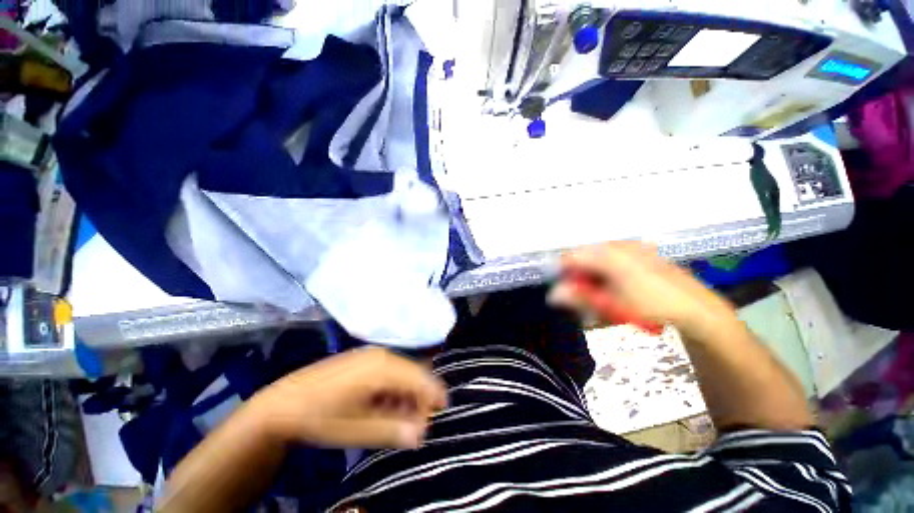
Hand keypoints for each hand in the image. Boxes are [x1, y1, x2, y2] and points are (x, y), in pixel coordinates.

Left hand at [245, 347, 447, 448]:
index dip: (433, 396)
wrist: (282, 402)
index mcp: (382, 368)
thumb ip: (391, 431)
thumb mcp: (355, 429)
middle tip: (416, 423)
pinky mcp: (365, 359)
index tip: (438, 415)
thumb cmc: (319, 416)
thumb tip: (421, 435)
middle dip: (420, 397)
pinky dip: (395, 388)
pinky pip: (391, 370)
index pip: (420, 377)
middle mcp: (382, 355)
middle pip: (415, 372)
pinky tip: (385, 405)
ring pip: (404, 372)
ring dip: (407, 394)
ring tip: (400, 417)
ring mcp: (372, 355)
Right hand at [556, 241, 737, 336]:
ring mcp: (631, 246)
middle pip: (584, 255)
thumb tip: (554, 295)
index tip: (565, 290)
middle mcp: (618, 245)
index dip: (564, 273)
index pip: (571, 257)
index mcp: (608, 255)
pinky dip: (607, 270)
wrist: (696, 308)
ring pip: (598, 256)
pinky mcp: (642, 251)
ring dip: (594, 274)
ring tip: (602, 294)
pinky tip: (616, 285)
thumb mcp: (612, 305)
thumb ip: (580, 297)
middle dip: (580, 275)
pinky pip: (613, 256)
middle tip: (586, 296)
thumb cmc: (651, 308)